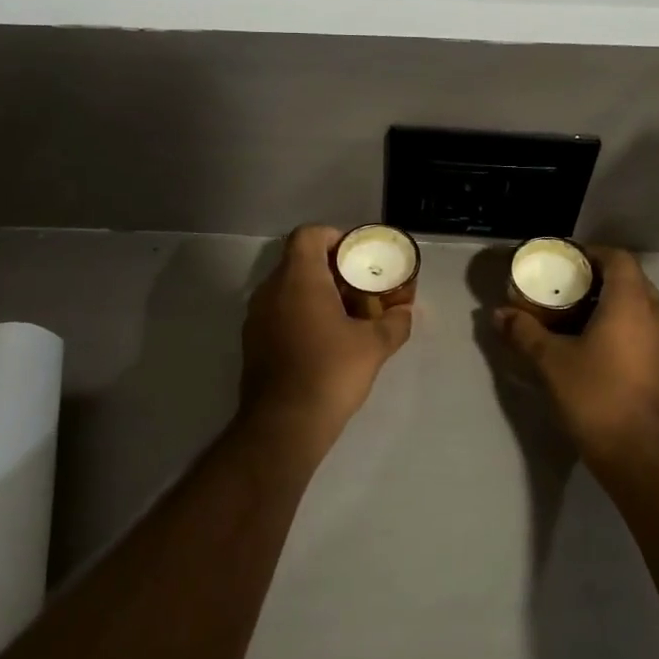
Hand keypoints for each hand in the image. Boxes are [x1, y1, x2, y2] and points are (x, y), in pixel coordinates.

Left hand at [238, 225, 413, 450]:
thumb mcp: (375, 346)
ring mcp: (257, 316)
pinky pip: (279, 312)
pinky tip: (325, 340)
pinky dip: (301, 314)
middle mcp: (271, 289)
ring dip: (316, 293)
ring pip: (288, 288)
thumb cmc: (330, 372)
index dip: (335, 237)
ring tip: (347, 316)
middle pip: (299, 260)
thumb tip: (405, 312)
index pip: (309, 234)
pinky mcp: (253, 341)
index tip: (357, 258)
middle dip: (331, 269)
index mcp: (299, 278)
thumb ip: (395, 322)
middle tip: (360, 288)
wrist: (284, 424)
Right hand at [494, 247, 658, 468]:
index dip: (591, 253)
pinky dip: (620, 322)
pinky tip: (591, 340)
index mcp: (631, 303)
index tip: (564, 261)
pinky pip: (643, 326)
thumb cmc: (595, 395)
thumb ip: (524, 331)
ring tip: (573, 312)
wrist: (638, 452)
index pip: (618, 258)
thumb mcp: (550, 361)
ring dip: (609, 301)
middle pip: (629, 278)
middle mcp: (655, 313)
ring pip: (638, 303)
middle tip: (563, 285)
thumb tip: (498, 314)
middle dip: (597, 276)